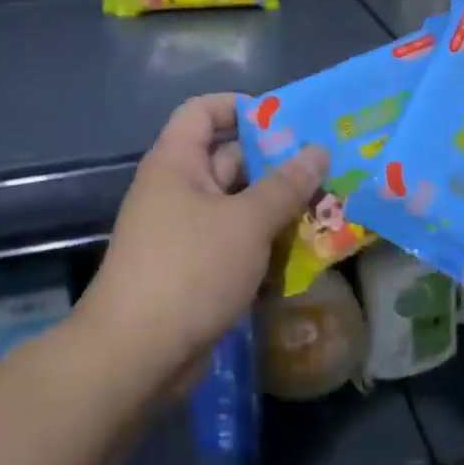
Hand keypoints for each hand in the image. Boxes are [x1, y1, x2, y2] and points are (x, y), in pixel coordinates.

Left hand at [77, 94, 327, 388]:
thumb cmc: (189, 270)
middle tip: (326, 165)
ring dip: (277, 205)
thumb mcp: (246, 222)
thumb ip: (285, 185)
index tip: (287, 121)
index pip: (203, 110)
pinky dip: (264, 240)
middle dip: (276, 161)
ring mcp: (185, 230)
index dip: (242, 107)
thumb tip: (318, 151)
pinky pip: (235, 239)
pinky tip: (304, 247)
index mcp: (177, 162)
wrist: (136, 356)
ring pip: (238, 203)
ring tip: (328, 203)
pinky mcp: (196, 267)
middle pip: (228, 157)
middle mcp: (178, 189)